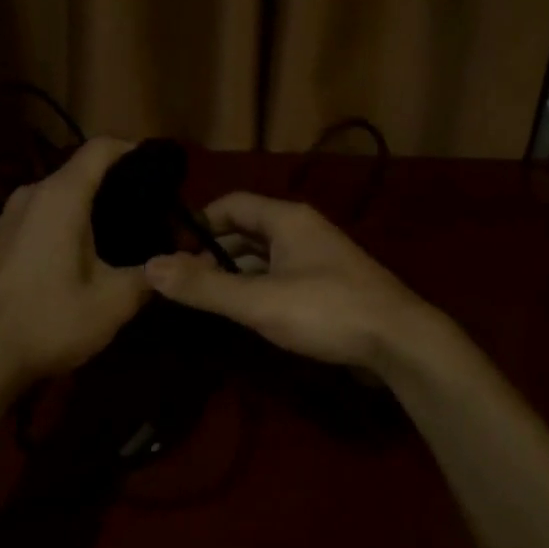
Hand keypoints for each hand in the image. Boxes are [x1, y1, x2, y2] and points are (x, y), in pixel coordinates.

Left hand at [0, 137, 152, 382]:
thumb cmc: (52, 320)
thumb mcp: (114, 302)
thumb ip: (149, 275)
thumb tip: (172, 263)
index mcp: (60, 196)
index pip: (100, 148)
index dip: (133, 150)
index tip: (159, 170)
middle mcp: (30, 194)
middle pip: (79, 171)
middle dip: (114, 184)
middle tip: (147, 211)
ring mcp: (6, 216)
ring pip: (56, 195)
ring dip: (86, 207)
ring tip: (115, 234)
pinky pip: (37, 216)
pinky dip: (61, 223)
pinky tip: (76, 255)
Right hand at [144, 193, 441, 373]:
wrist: (400, 343)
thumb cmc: (326, 311)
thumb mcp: (258, 300)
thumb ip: (204, 286)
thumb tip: (148, 267)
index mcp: (286, 219)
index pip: (231, 204)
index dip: (198, 223)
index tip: (169, 250)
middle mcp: (302, 231)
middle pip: (245, 231)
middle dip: (211, 252)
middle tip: (180, 281)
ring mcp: (317, 260)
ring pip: (263, 258)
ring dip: (233, 273)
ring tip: (202, 299)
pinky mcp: (327, 288)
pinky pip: (279, 279)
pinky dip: (256, 289)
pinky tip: (242, 313)